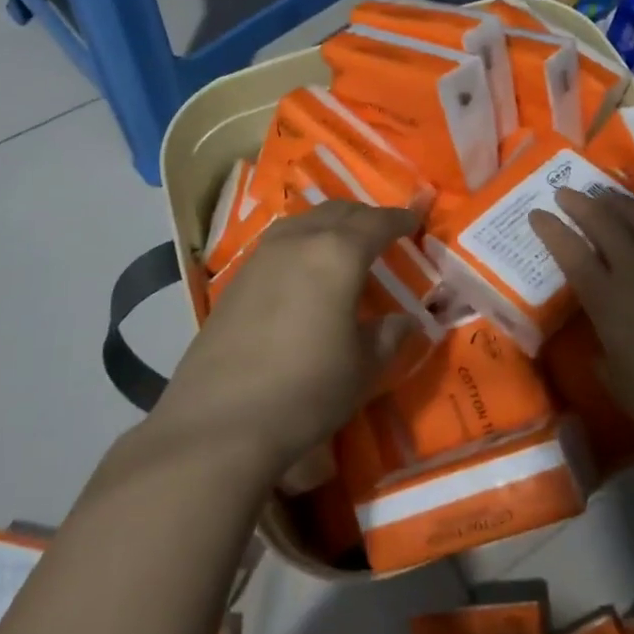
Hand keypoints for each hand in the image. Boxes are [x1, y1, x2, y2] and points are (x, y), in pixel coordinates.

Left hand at [158, 201, 421, 479]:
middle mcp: (298, 241)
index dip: (398, 219)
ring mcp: (261, 256)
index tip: (414, 220)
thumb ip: (388, 336)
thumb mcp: (362, 368)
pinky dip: (301, 242)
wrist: (220, 421)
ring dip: (329, 224)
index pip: (376, 223)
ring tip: (343, 243)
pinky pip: (279, 243)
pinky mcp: (236, 279)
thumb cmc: (306, 390)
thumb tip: (406, 320)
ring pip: (303, 221)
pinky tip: (303, 269)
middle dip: (364, 217)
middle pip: (337, 212)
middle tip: (383, 231)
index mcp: (337, 254)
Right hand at [528, 190, 633, 466]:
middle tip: (567, 191)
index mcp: (608, 300)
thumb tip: (605, 342)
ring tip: (610, 193)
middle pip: (605, 225)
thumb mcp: (614, 379)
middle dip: (581, 204)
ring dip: (624, 203)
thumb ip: (603, 350)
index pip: (571, 253)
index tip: (537, 214)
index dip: (551, 230)